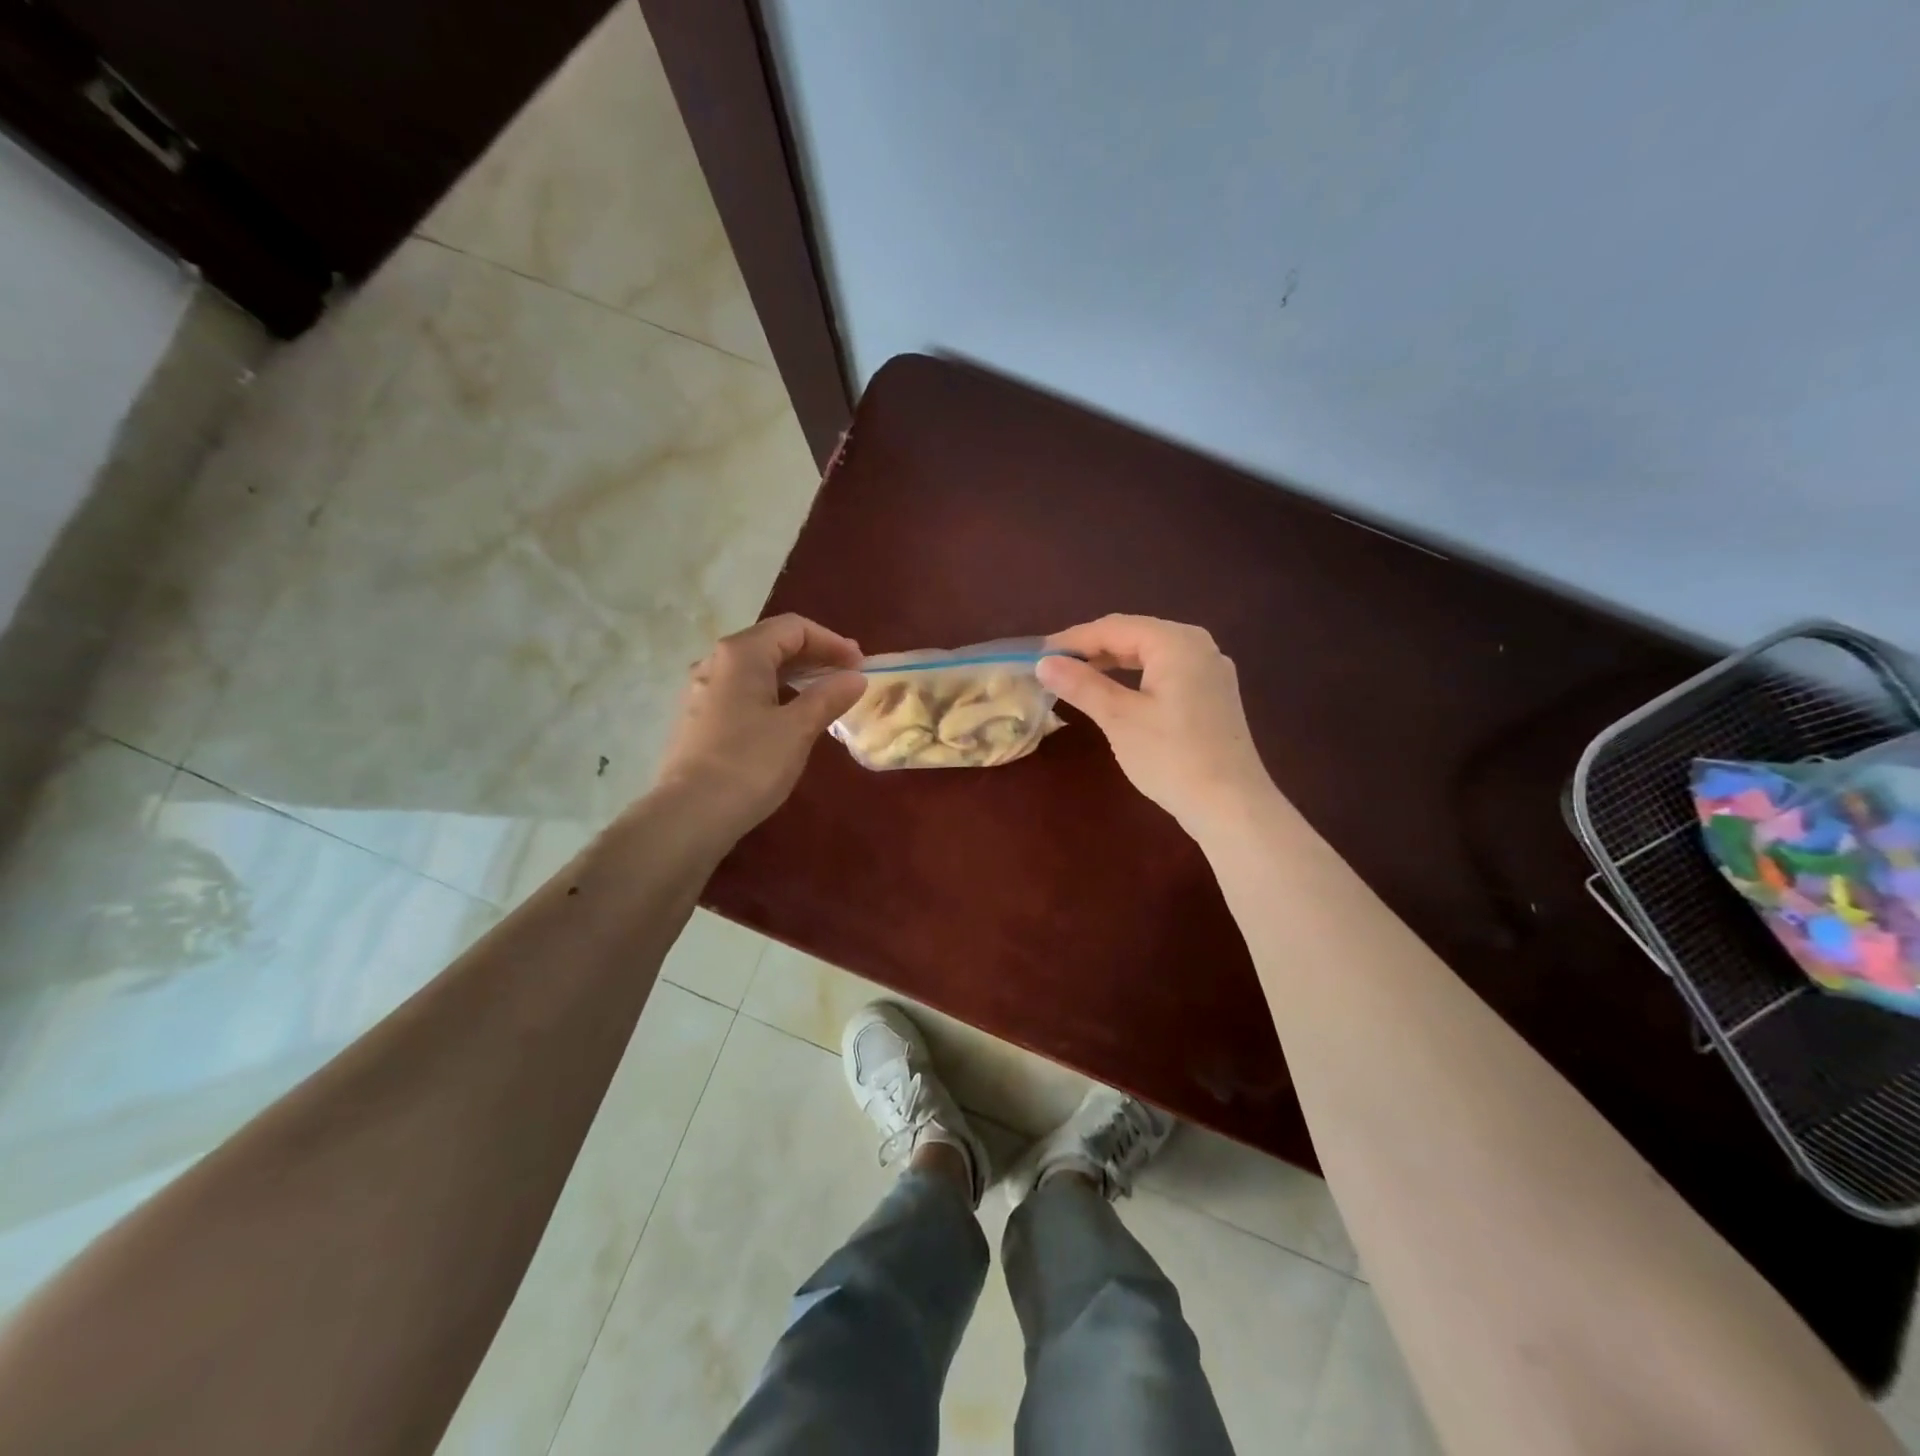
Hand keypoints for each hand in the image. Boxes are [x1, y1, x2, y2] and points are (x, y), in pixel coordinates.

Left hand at [653, 614, 865, 839]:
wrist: (690, 814)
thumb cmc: (749, 764)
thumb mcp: (798, 728)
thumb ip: (829, 696)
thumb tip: (855, 677)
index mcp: (741, 654)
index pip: (794, 628)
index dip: (832, 642)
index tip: (860, 665)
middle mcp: (716, 662)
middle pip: (772, 643)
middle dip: (815, 656)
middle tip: (848, 677)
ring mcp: (702, 690)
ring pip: (756, 669)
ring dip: (795, 676)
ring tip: (824, 696)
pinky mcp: (698, 717)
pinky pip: (743, 691)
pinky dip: (773, 694)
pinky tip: (789, 717)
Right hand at [1037, 615, 1277, 832]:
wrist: (1230, 806)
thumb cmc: (1172, 757)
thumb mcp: (1119, 718)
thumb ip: (1082, 685)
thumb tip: (1044, 663)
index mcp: (1177, 642)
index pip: (1114, 628)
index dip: (1073, 639)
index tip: (1037, 655)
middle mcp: (1199, 646)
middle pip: (1135, 635)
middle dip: (1092, 648)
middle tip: (1053, 667)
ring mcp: (1211, 671)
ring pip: (1151, 654)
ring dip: (1112, 662)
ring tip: (1077, 677)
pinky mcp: (1213, 695)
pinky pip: (1166, 672)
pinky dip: (1135, 677)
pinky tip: (1117, 692)